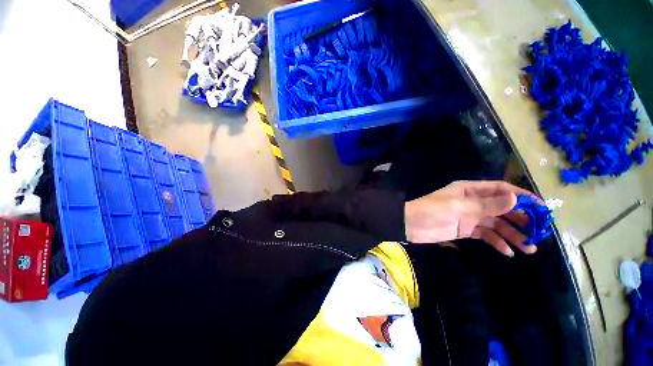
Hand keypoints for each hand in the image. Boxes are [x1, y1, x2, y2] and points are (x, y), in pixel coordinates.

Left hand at [404, 180, 540, 255]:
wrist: (410, 225)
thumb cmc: (432, 211)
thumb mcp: (459, 206)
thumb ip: (486, 205)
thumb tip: (516, 199)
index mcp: (470, 190)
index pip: (501, 190)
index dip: (522, 197)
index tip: (542, 208)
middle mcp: (472, 202)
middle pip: (502, 208)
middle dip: (520, 219)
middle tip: (538, 232)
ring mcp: (469, 217)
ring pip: (496, 224)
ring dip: (512, 234)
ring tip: (529, 247)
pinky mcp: (465, 230)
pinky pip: (486, 235)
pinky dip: (497, 242)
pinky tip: (508, 252)